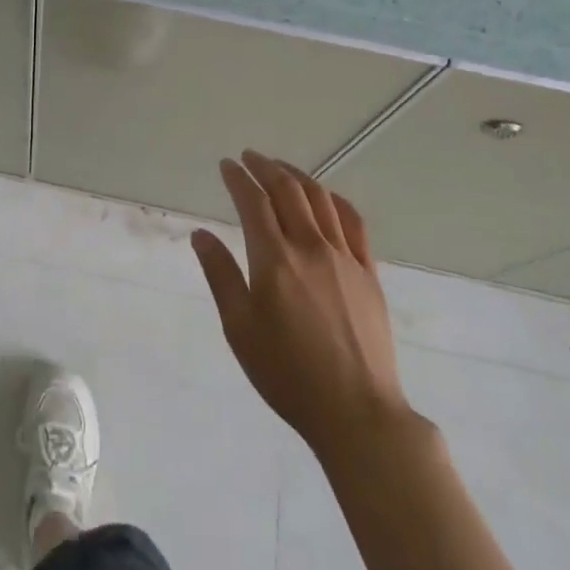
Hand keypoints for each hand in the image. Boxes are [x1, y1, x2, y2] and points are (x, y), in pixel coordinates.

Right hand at [191, 151, 411, 459]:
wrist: (356, 412)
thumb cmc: (287, 374)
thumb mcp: (240, 329)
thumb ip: (221, 275)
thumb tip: (200, 234)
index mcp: (275, 259)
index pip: (253, 202)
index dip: (238, 178)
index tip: (226, 165)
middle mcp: (311, 247)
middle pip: (287, 191)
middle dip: (266, 167)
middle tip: (250, 157)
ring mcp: (345, 257)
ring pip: (321, 200)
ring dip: (298, 176)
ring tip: (282, 168)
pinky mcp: (369, 273)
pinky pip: (354, 222)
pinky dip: (335, 200)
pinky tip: (327, 198)